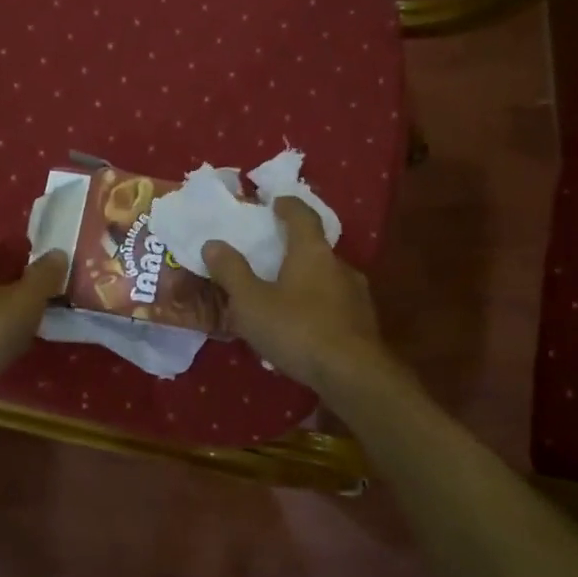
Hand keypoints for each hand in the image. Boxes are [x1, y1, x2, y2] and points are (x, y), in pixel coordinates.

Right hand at [201, 197, 389, 391]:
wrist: (352, 375)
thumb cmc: (297, 329)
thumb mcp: (251, 302)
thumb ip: (231, 272)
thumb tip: (213, 244)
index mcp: (312, 252)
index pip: (302, 216)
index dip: (288, 206)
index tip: (276, 202)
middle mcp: (339, 266)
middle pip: (316, 249)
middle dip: (294, 250)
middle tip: (272, 257)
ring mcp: (357, 295)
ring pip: (327, 280)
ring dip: (307, 282)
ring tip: (284, 298)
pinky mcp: (364, 324)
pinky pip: (335, 307)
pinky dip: (317, 309)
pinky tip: (303, 329)